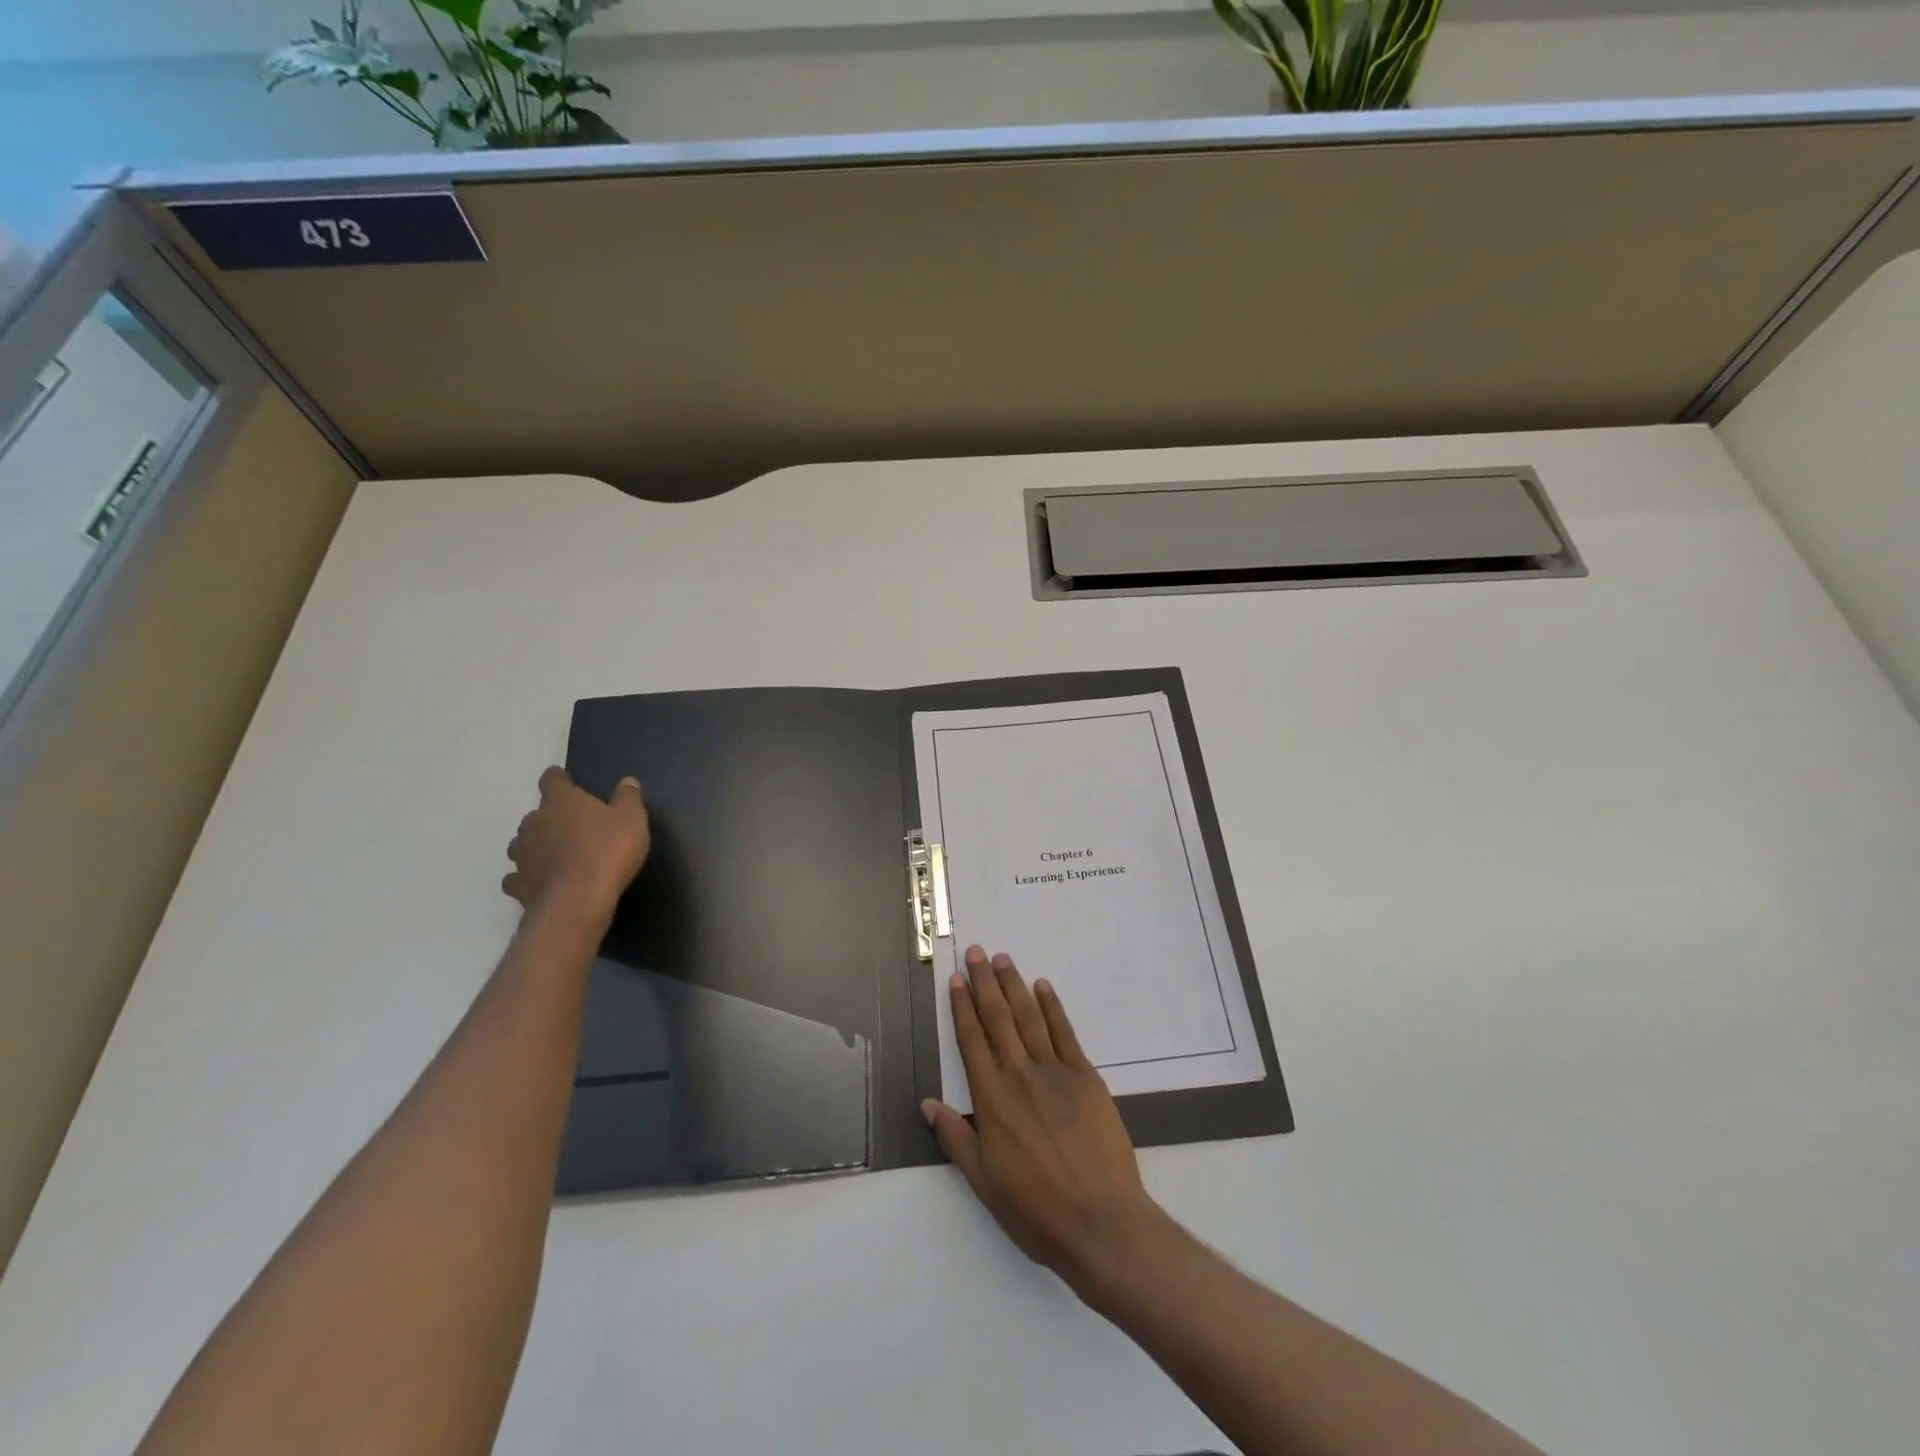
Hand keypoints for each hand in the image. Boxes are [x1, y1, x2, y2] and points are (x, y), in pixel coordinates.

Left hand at [502, 766, 650, 916]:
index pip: (552, 780)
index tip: (566, 781)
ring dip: (536, 846)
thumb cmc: (608, 851)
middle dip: (551, 818)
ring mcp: (522, 855)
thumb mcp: (632, 819)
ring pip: (522, 843)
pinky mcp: (519, 884)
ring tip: (556, 855)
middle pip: (536, 814)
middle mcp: (534, 822)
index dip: (559, 779)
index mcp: (561, 801)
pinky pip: (517, 877)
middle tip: (574, 828)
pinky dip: (526, 877)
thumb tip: (627, 781)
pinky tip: (540, 881)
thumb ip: (629, 797)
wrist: (577, 901)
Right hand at [923, 946, 1161, 1288]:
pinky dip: (1052, 1007)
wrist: (1100, 1220)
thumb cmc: (1035, 1208)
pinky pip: (1064, 1032)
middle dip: (984, 983)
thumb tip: (928, 1103)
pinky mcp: (1086, 1076)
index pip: (971, 1040)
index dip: (962, 1008)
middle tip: (976, 952)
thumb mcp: (983, 1181)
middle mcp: (1019, 1074)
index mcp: (991, 1098)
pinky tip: (1043, 987)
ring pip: (1029, 1017)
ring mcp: (1055, 1071)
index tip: (957, 980)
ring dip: (1014, 985)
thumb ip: (955, 1138)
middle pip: (998, 1018)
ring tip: (1002, 959)